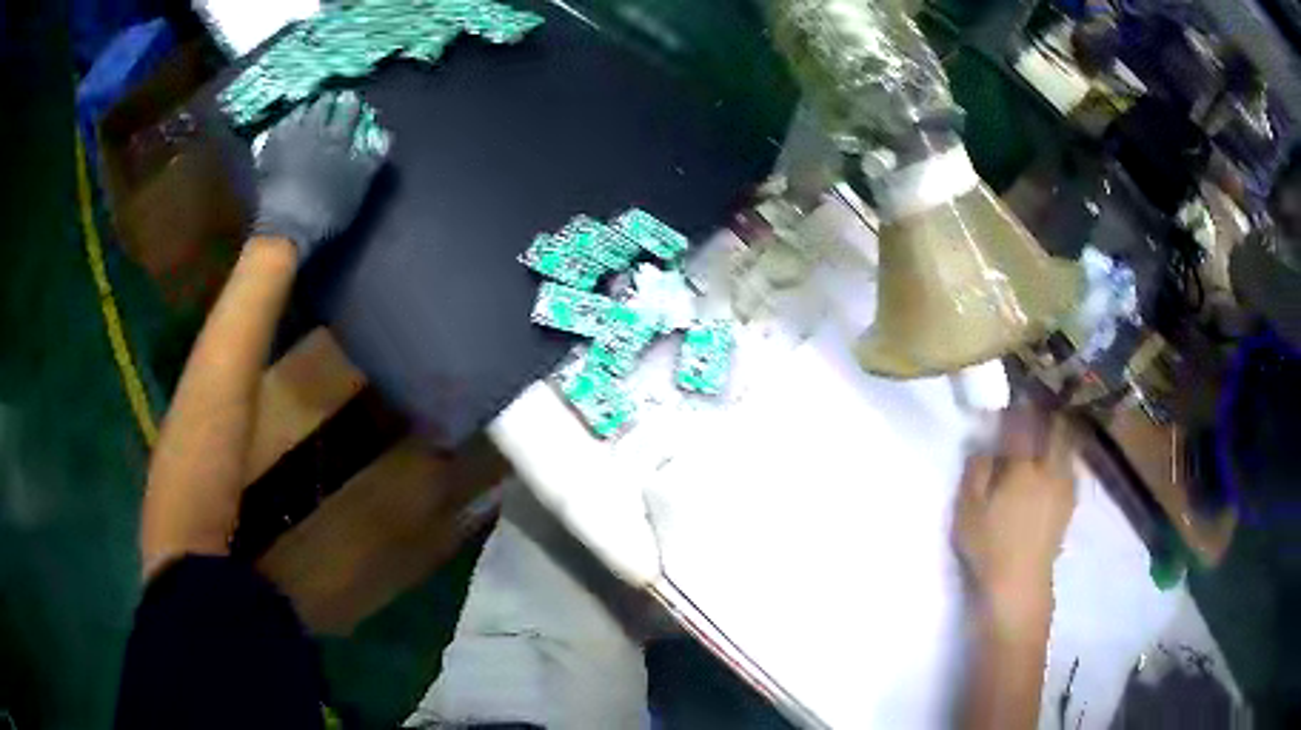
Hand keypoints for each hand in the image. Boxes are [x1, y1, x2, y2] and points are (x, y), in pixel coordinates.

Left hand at [253, 91, 385, 258]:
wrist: (284, 229)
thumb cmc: (326, 210)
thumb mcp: (356, 188)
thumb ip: (371, 160)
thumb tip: (386, 136)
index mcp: (336, 140)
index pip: (347, 113)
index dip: (351, 104)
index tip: (354, 96)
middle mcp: (311, 134)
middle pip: (319, 109)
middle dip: (326, 102)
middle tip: (330, 96)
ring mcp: (286, 144)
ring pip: (296, 116)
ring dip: (303, 109)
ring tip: (306, 107)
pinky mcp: (267, 158)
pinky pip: (274, 133)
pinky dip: (280, 126)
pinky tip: (281, 126)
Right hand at [954, 408, 1076, 623]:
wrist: (1019, 584)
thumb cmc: (989, 546)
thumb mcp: (968, 510)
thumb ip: (975, 471)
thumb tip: (983, 445)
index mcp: (1023, 467)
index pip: (1024, 425)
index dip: (1018, 409)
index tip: (1010, 402)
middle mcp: (1049, 469)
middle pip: (1055, 429)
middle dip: (1045, 414)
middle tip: (1033, 411)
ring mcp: (1064, 486)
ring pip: (1067, 446)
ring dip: (1058, 434)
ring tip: (1046, 434)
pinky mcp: (1069, 504)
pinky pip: (1071, 467)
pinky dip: (1064, 457)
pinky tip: (1055, 465)